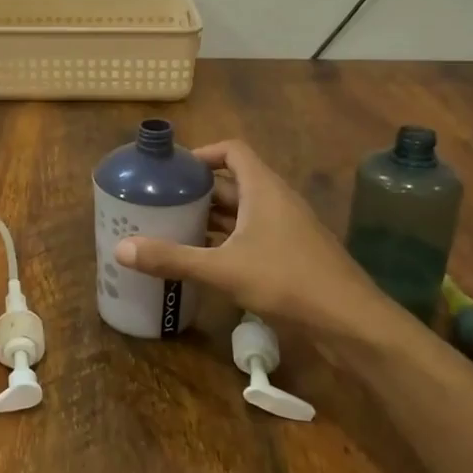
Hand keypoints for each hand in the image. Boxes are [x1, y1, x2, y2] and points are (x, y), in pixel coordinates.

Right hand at [114, 139, 400, 340]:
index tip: (173, 169)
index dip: (203, 153)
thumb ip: (173, 258)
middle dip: (199, 190)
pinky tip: (204, 259)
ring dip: (212, 217)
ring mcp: (287, 228)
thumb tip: (121, 249)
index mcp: (264, 189)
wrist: (351, 322)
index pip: (232, 151)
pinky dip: (227, 240)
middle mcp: (276, 201)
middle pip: (234, 182)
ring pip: (243, 212)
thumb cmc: (288, 281)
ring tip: (174, 227)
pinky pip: (253, 235)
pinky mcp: (292, 254)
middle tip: (162, 201)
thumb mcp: (223, 269)